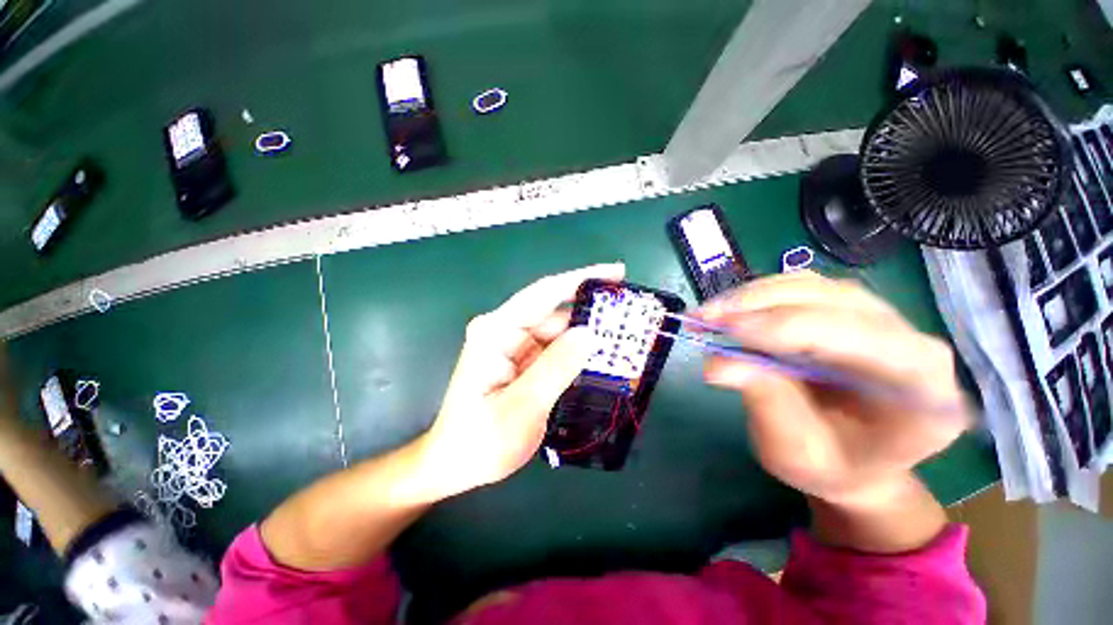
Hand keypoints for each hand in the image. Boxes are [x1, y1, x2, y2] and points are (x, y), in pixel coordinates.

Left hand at [421, 263, 624, 496]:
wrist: (456, 466)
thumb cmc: (480, 441)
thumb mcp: (521, 407)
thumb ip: (555, 368)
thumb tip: (589, 333)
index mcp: (495, 332)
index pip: (542, 295)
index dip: (580, 279)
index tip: (616, 273)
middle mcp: (504, 331)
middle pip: (554, 313)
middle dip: (590, 313)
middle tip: (630, 317)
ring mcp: (514, 346)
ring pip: (558, 332)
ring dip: (587, 336)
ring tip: (623, 340)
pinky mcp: (523, 361)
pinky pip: (556, 350)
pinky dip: (578, 353)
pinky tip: (601, 358)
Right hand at [699, 271, 971, 508]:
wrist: (853, 460)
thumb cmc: (831, 467)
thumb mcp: (795, 452)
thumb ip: (765, 403)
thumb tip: (717, 363)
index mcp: (921, 388)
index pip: (860, 338)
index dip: (788, 327)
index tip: (726, 329)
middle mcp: (910, 340)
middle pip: (832, 301)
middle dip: (760, 306)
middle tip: (704, 318)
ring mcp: (880, 317)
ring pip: (812, 287)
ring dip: (752, 296)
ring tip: (708, 314)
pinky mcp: (847, 309)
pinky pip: (800, 288)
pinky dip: (757, 296)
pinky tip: (729, 311)